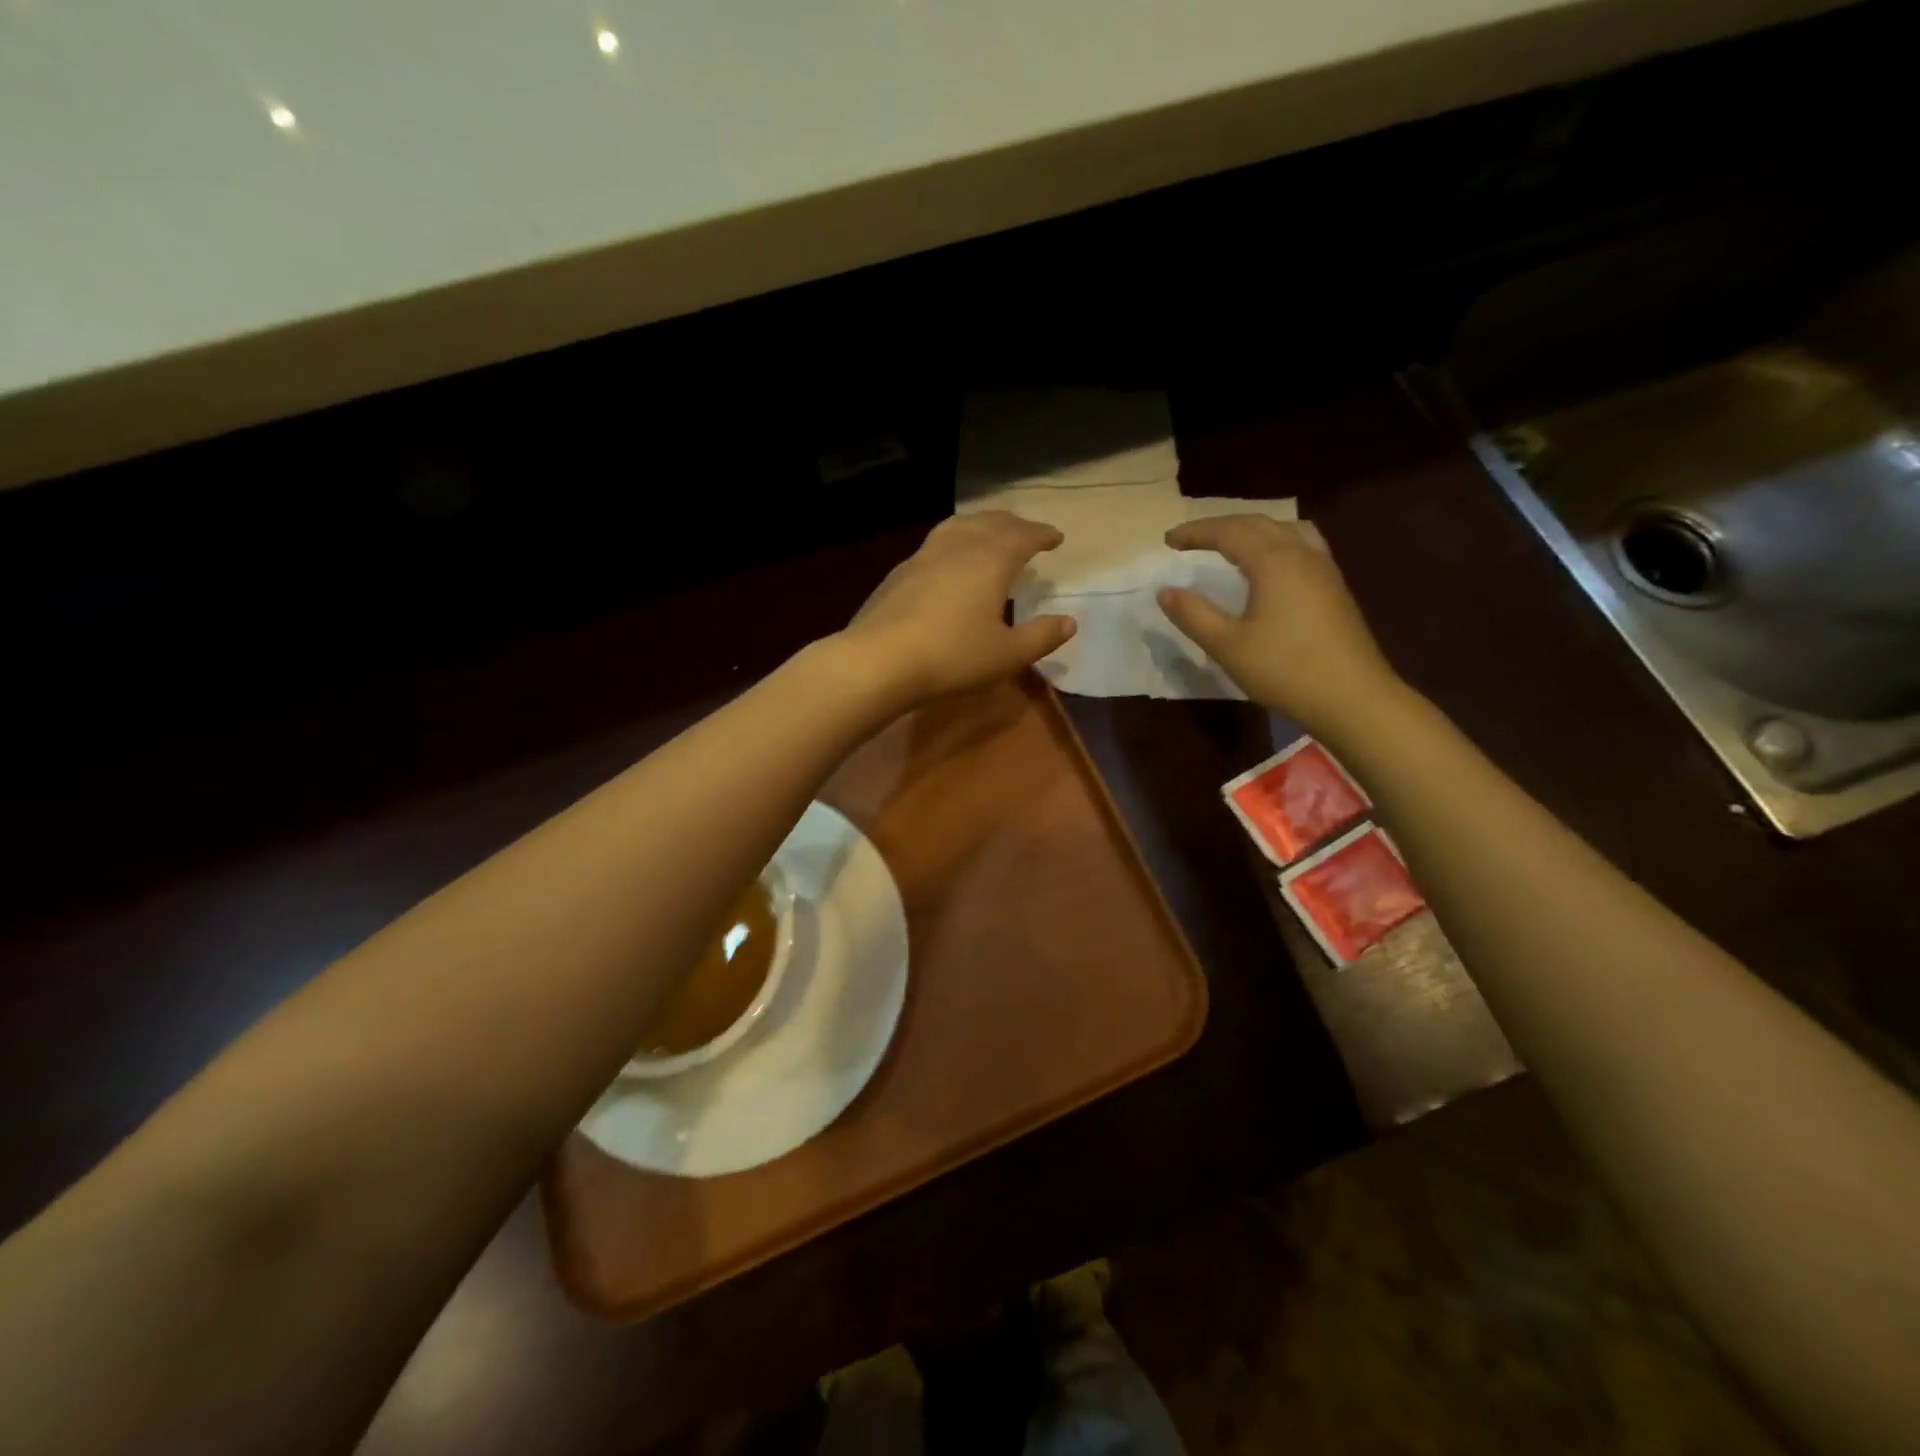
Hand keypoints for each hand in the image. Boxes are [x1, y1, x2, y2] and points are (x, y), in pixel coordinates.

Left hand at [838, 512, 1075, 708]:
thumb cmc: (953, 656)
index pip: (1023, 536)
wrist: (879, 660)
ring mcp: (924, 556)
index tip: (1056, 537)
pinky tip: (948, 562)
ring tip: (988, 533)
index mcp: (991, 560)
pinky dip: (953, 541)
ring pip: (958, 526)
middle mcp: (959, 547)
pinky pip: (935, 544)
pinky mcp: (899, 573)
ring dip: (980, 525)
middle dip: (1013, 524)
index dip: (1042, 535)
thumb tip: (1069, 621)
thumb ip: (1041, 636)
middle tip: (1026, 531)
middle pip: (990, 523)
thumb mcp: (1007, 654)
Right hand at [1158, 516, 1404, 738]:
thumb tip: (1165, 591)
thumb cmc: (1285, 670)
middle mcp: (1301, 554)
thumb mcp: (1227, 646)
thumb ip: (1193, 615)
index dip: (1196, 532)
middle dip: (1220, 526)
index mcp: (1273, 562)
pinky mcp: (1334, 587)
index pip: (1229, 532)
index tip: (1167, 540)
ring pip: (1285, 530)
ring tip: (1231, 544)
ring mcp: (1324, 569)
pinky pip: (1302, 545)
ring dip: (1252, 530)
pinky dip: (1275, 543)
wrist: (1352, 697)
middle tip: (1190, 539)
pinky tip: (1270, 566)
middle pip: (1258, 523)